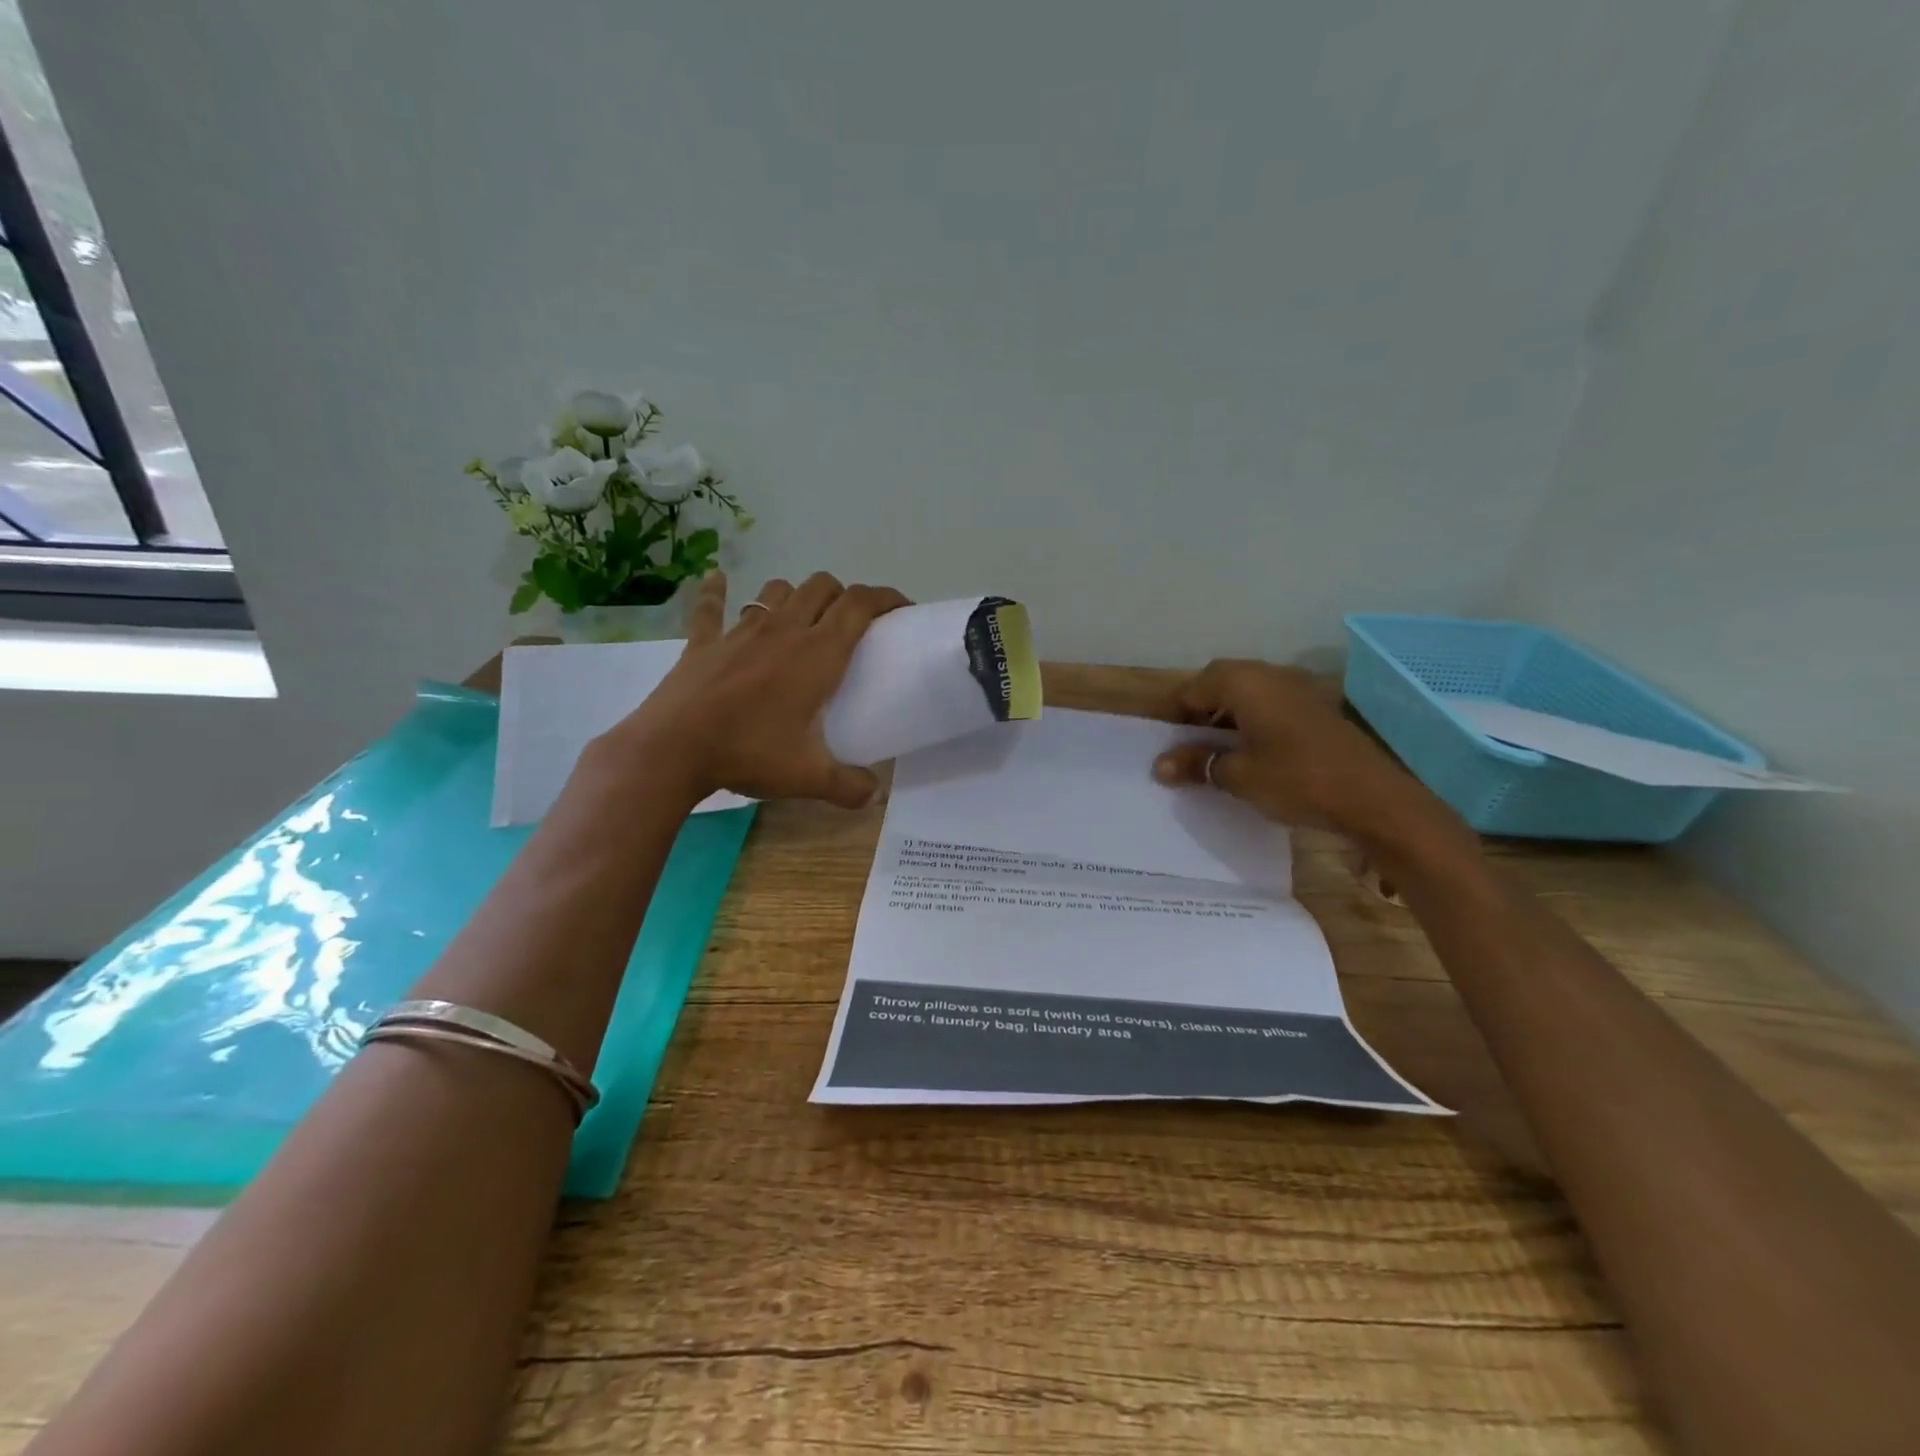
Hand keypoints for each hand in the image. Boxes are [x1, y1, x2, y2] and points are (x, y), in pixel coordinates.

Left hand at [604, 570, 909, 807]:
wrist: (672, 749)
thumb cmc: (749, 753)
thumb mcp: (809, 777)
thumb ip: (849, 786)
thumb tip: (875, 797)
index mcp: (818, 653)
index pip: (860, 605)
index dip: (886, 597)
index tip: (901, 608)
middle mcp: (784, 629)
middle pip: (822, 586)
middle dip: (843, 595)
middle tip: (850, 626)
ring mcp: (741, 631)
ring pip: (777, 590)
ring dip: (795, 596)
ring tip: (801, 618)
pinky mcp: (704, 641)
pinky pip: (710, 606)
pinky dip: (715, 591)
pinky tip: (715, 579)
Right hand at [1150, 659, 1460, 851]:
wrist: (1373, 797)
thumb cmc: (1296, 778)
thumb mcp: (1237, 775)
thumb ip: (1197, 763)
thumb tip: (1160, 766)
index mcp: (1245, 683)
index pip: (1193, 687)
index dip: (1174, 713)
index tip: (1164, 741)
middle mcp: (1270, 675)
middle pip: (1221, 683)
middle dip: (1200, 710)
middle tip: (1186, 744)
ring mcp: (1297, 689)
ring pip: (1248, 693)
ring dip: (1227, 715)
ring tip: (1215, 750)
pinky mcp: (1316, 708)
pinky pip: (1271, 705)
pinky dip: (1252, 722)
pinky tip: (1251, 752)